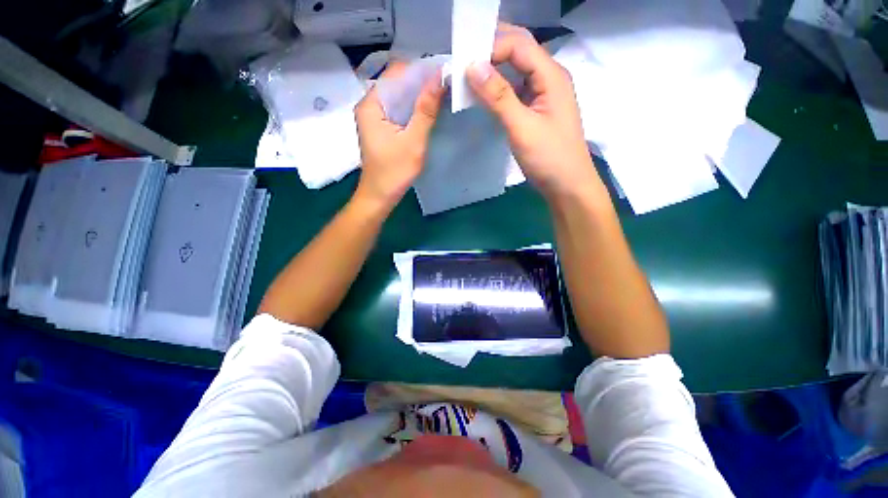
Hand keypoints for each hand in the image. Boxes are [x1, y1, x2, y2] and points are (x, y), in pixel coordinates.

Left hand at [353, 62, 444, 210]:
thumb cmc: (394, 172)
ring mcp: (375, 116)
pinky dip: (413, 109)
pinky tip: (428, 111)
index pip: (396, 73)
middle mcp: (370, 105)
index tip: (444, 74)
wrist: (380, 196)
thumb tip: (439, 78)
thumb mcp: (413, 141)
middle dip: (421, 83)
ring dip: (418, 96)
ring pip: (399, 97)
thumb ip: (425, 110)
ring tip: (441, 96)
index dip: (420, 70)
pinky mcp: (381, 127)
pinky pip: (399, 110)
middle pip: (397, 83)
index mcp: (371, 104)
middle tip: (446, 85)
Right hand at [467, 24, 600, 201]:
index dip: (491, 47)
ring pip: (516, 71)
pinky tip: (483, 95)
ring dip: (494, 69)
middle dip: (492, 49)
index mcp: (551, 75)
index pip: (518, 45)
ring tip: (468, 74)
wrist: (567, 185)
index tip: (464, 62)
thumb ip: (498, 97)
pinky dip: (498, 89)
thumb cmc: (549, 158)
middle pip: (519, 51)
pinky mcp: (536, 110)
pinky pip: (515, 91)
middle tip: (463, 57)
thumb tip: (472, 66)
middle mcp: (548, 78)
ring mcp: (543, 95)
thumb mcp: (522, 127)